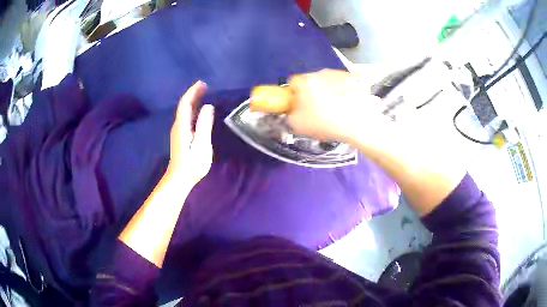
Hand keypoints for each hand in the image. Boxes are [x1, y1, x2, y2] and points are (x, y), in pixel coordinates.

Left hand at [167, 81, 214, 185]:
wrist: (179, 179)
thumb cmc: (192, 163)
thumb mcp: (202, 144)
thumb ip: (204, 125)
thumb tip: (208, 106)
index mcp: (182, 125)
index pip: (185, 103)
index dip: (193, 92)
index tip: (202, 83)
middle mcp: (178, 125)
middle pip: (184, 106)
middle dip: (193, 94)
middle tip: (205, 86)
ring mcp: (178, 131)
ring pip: (184, 111)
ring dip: (193, 101)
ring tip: (203, 94)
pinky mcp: (180, 137)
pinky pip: (186, 117)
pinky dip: (192, 109)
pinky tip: (198, 111)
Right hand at [287, 69, 386, 143]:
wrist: (359, 123)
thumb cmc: (326, 123)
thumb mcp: (298, 125)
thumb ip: (289, 114)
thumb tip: (291, 109)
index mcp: (305, 81)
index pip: (292, 82)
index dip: (293, 94)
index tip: (298, 105)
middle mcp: (321, 73)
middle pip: (310, 81)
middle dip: (311, 92)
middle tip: (316, 109)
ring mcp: (338, 74)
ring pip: (327, 81)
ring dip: (327, 91)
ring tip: (334, 108)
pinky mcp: (353, 79)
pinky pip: (341, 84)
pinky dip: (341, 91)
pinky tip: (346, 105)